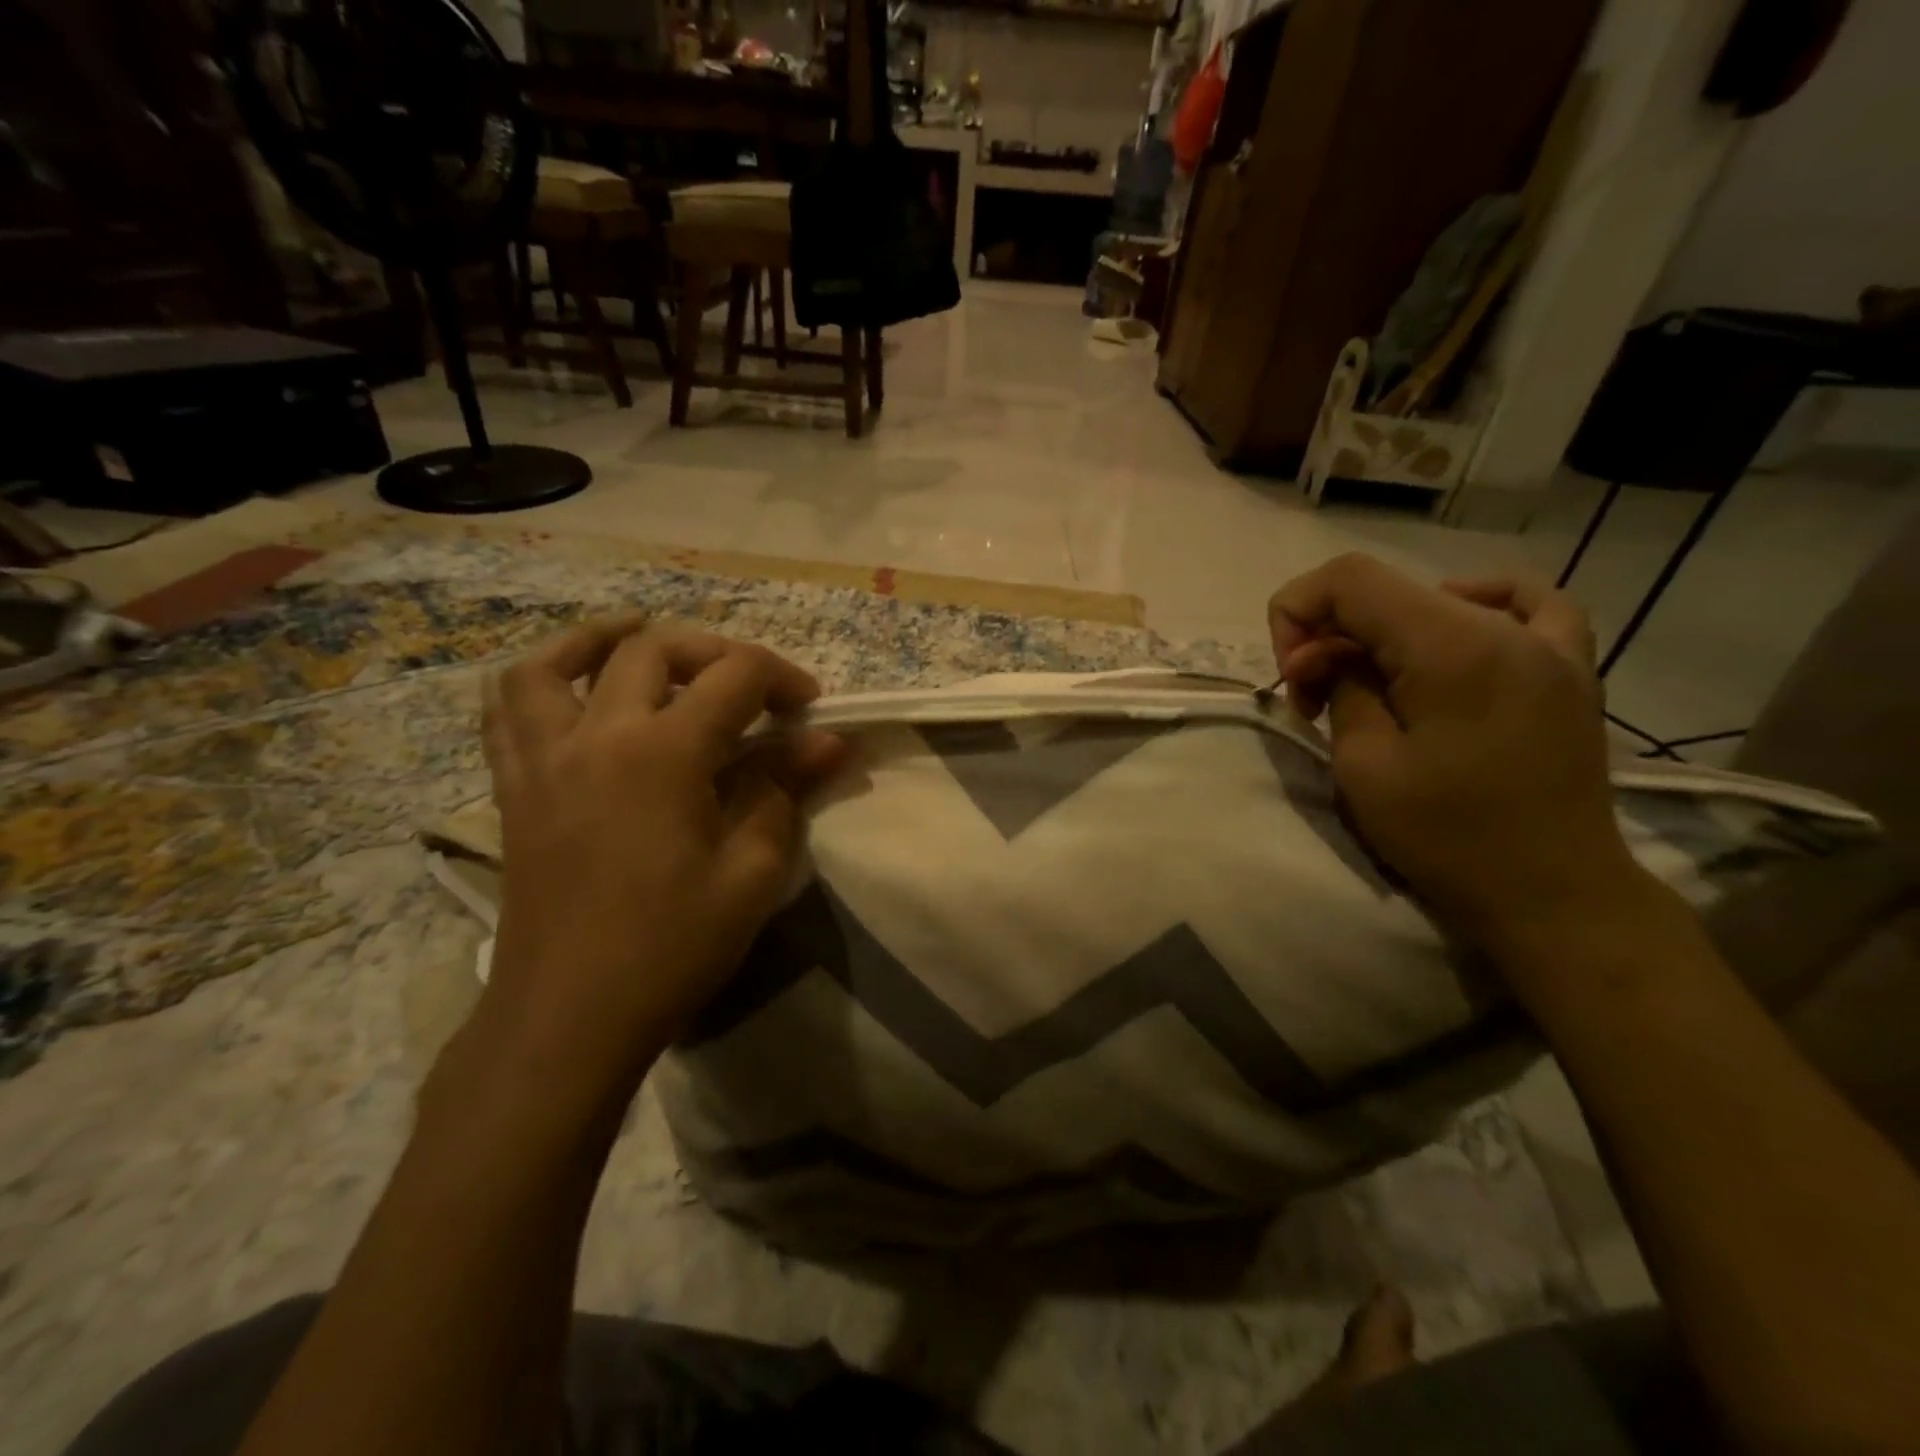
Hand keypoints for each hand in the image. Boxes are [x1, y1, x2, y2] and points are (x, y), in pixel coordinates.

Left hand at [475, 617, 844, 1100]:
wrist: (569, 1016)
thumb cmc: (671, 947)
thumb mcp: (751, 871)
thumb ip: (784, 790)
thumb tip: (831, 741)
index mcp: (662, 753)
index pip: (734, 677)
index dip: (782, 678)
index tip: (810, 709)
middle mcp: (596, 735)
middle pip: (654, 650)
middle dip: (715, 654)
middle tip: (750, 689)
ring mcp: (542, 757)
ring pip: (555, 662)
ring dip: (604, 638)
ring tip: (642, 639)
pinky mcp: (513, 787)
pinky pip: (505, 710)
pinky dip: (539, 680)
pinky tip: (572, 691)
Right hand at [1269, 555, 1638, 950]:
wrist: (1553, 895)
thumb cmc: (1448, 837)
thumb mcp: (1364, 765)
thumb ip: (1341, 688)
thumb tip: (1328, 655)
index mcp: (1450, 646)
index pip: (1348, 580)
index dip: (1296, 612)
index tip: (1292, 677)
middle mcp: (1503, 627)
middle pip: (1386, 591)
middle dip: (1330, 636)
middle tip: (1315, 700)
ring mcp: (1548, 644)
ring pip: (1437, 598)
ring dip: (1382, 631)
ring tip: (1373, 680)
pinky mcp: (1569, 669)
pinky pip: (1526, 604)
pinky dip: (1477, 604)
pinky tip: (1459, 628)